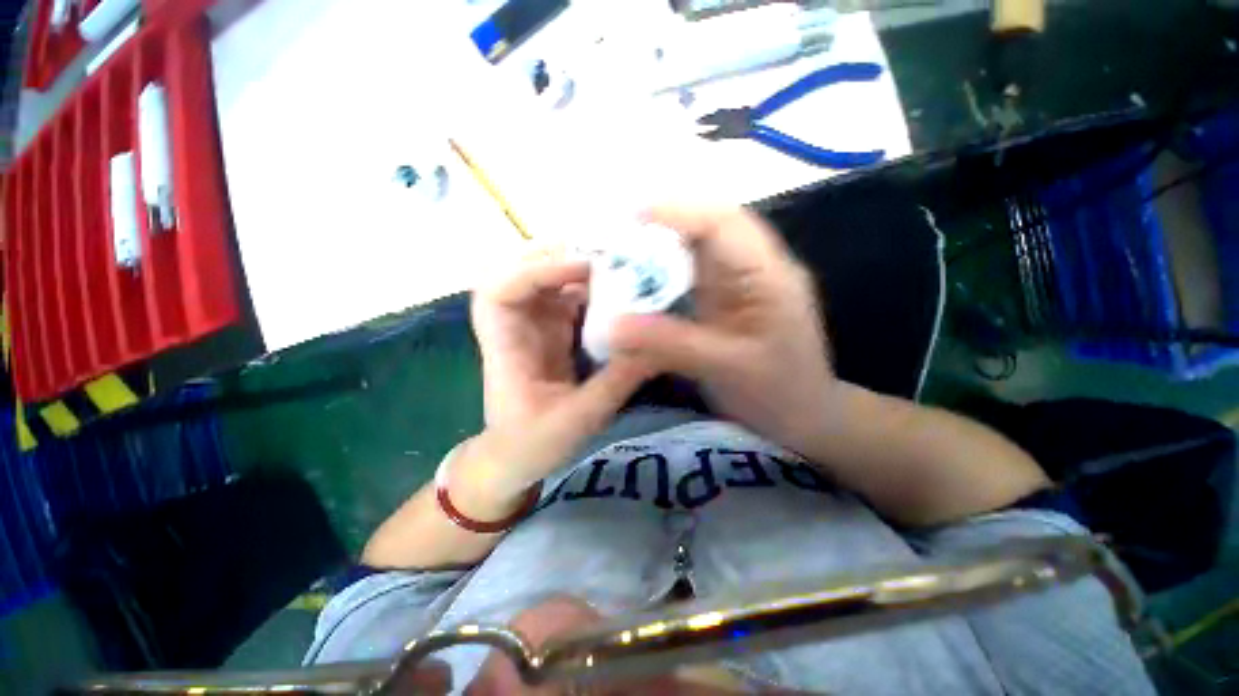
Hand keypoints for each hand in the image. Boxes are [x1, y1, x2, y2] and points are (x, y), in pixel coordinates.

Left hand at [467, 253, 653, 497]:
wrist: (514, 458)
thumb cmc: (533, 444)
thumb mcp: (579, 419)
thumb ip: (616, 381)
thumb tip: (657, 345)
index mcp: (505, 347)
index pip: (500, 291)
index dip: (537, 270)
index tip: (584, 268)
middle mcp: (515, 325)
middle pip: (520, 269)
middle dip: (558, 255)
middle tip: (606, 252)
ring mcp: (533, 324)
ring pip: (548, 278)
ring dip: (579, 266)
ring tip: (620, 263)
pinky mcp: (551, 330)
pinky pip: (568, 296)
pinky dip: (590, 286)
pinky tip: (618, 287)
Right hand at [611, 207, 838, 457]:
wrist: (805, 416)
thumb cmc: (777, 394)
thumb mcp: (725, 369)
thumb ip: (670, 344)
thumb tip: (613, 325)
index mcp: (769, 276)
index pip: (723, 224)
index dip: (676, 213)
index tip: (628, 218)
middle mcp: (756, 267)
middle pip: (709, 226)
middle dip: (663, 224)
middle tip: (618, 235)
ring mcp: (741, 281)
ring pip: (699, 246)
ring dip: (661, 245)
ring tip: (622, 252)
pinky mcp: (728, 297)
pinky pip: (693, 271)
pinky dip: (665, 270)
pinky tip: (642, 280)